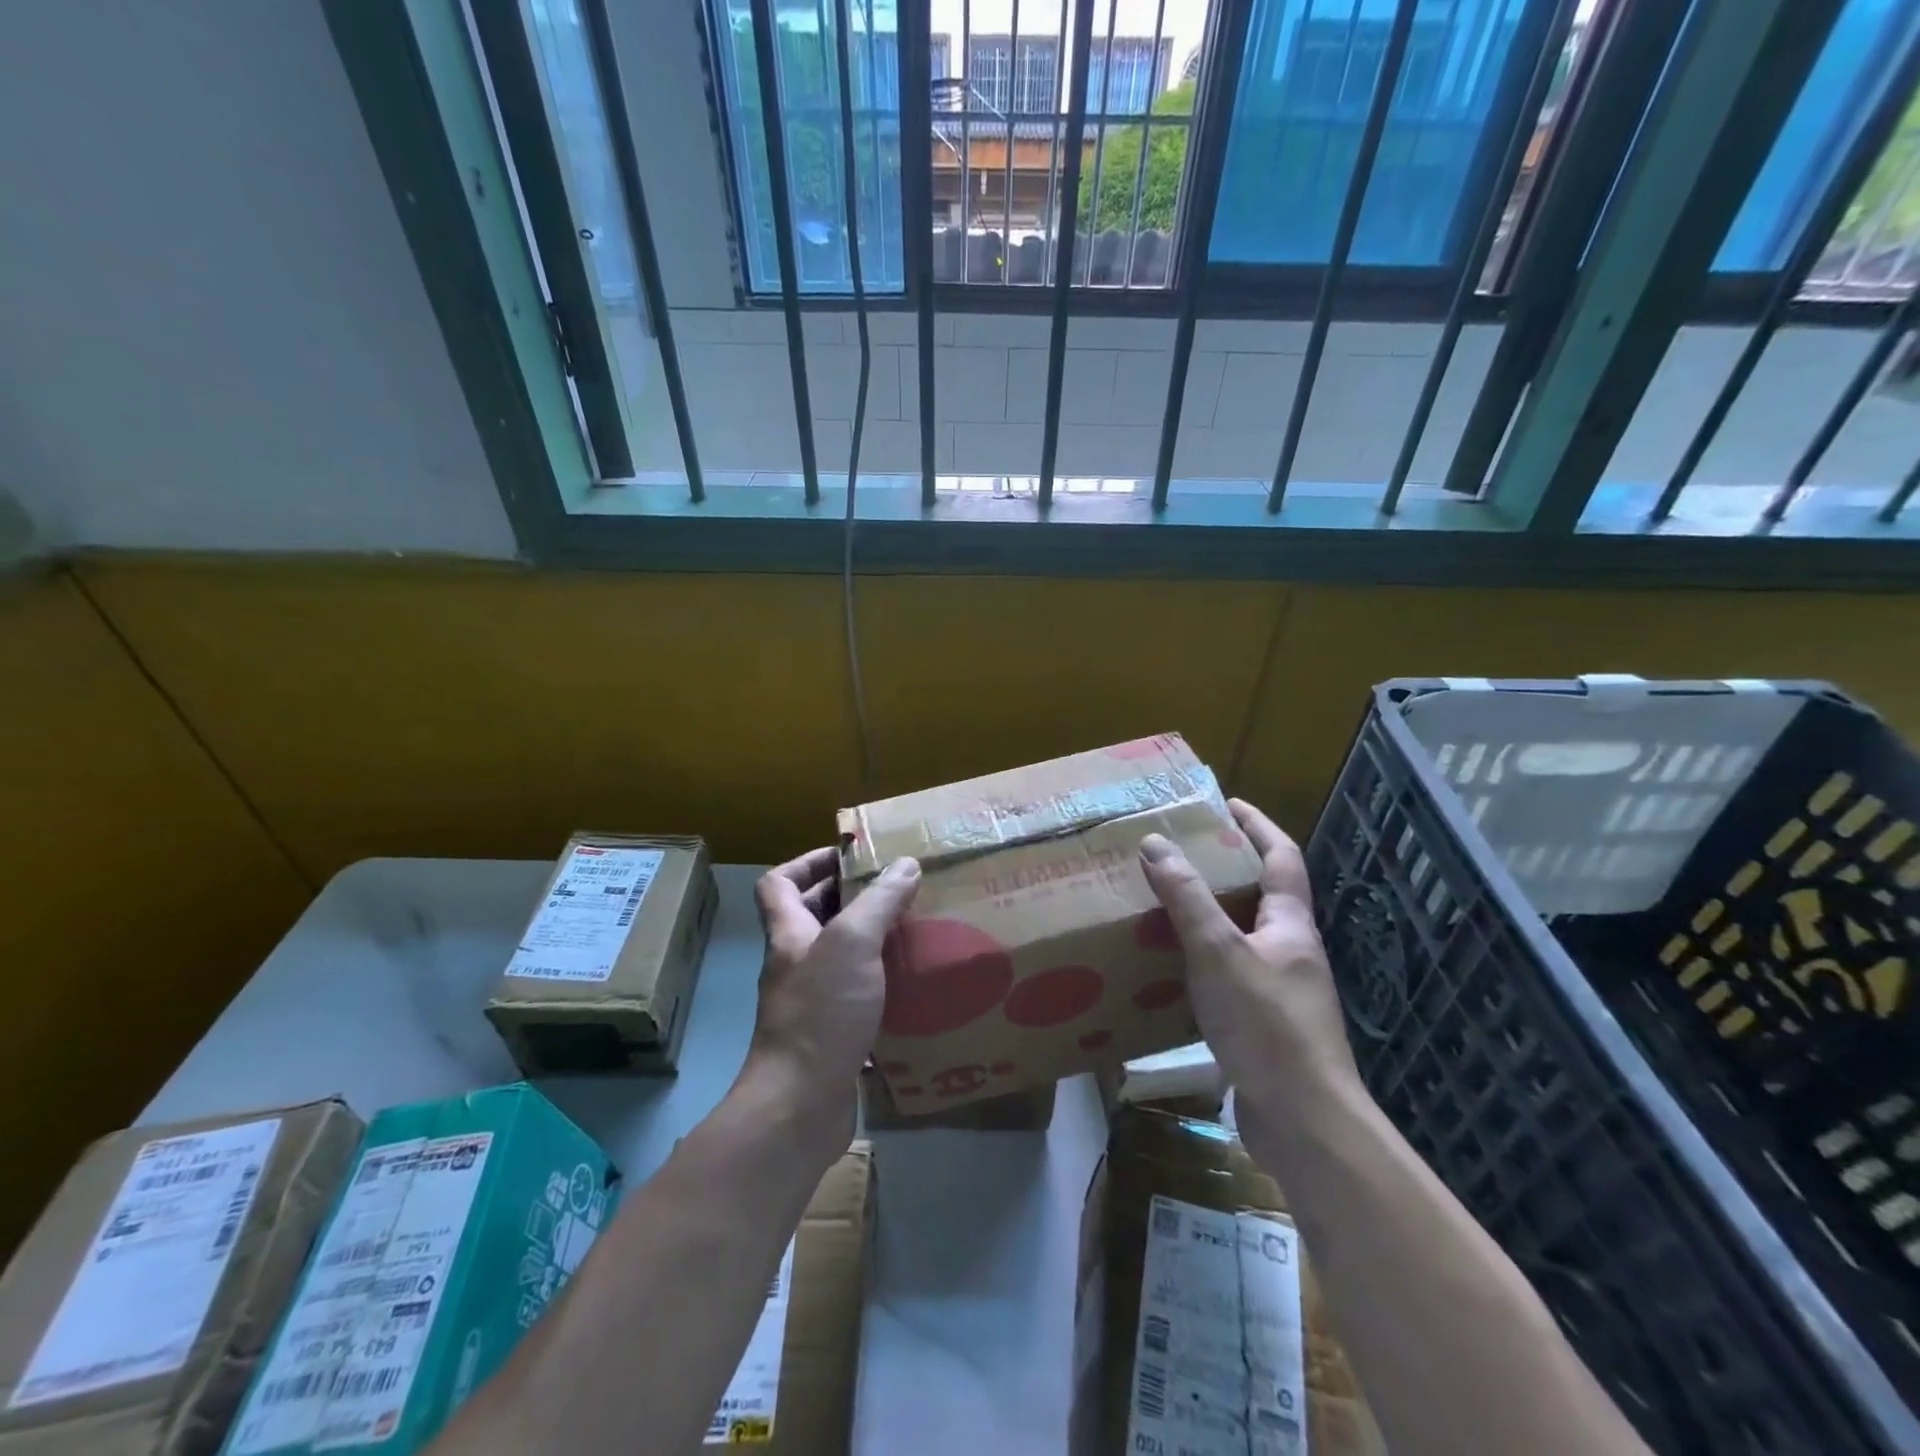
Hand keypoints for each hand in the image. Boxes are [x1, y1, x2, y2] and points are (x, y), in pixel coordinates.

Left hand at [746, 847, 921, 1125]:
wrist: (800, 1107)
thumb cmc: (820, 1014)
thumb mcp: (853, 944)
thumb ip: (879, 902)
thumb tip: (905, 864)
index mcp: (790, 934)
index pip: (779, 883)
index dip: (808, 862)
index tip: (849, 857)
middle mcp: (796, 963)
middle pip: (812, 916)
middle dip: (851, 899)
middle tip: (897, 891)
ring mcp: (812, 1002)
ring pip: (840, 957)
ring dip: (872, 941)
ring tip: (914, 930)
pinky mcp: (833, 1035)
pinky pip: (858, 996)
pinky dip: (882, 985)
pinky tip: (915, 984)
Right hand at [1138, 799, 1359, 1115]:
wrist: (1304, 1123)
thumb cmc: (1267, 1026)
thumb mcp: (1219, 953)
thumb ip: (1187, 898)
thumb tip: (1156, 842)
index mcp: (1290, 926)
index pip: (1281, 857)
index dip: (1256, 826)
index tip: (1225, 804)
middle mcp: (1290, 953)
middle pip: (1261, 896)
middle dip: (1224, 870)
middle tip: (1178, 854)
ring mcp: (1280, 992)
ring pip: (1241, 939)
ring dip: (1208, 918)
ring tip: (1164, 905)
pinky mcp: (1262, 1026)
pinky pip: (1228, 977)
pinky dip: (1200, 962)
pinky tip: (1170, 971)